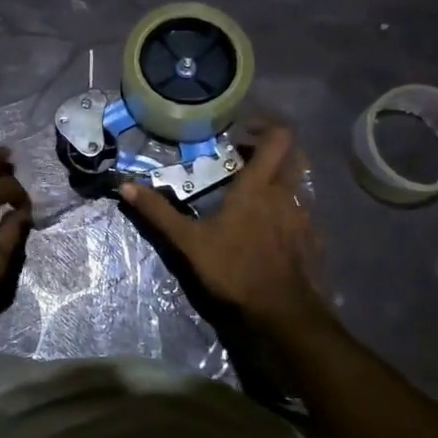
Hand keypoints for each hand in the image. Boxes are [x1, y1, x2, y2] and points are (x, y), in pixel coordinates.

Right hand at [118, 127, 326, 331]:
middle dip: (272, 151)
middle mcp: (286, 193)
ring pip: (297, 184)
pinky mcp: (311, 239)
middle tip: (245, 159)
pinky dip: (286, 210)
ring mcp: (303, 217)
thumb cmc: (234, 268)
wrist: (281, 310)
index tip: (242, 132)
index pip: (278, 138)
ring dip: (279, 180)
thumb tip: (126, 186)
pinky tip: (267, 228)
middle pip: (294, 155)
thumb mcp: (188, 241)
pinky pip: (301, 212)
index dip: (265, 126)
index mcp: (258, 186)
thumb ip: (159, 212)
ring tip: (251, 195)